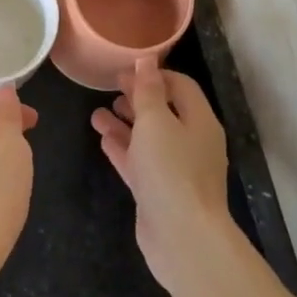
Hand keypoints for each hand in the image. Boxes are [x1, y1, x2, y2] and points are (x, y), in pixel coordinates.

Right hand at [90, 58, 233, 296]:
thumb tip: (146, 60)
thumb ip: (147, 90)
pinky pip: (140, 162)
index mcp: (199, 121)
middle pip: (164, 112)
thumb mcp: (155, 121)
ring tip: (97, 113)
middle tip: (109, 88)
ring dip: (125, 124)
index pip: (180, 86)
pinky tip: (103, 139)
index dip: (154, 74)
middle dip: (137, 99)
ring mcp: (176, 169)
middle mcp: (191, 142)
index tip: (124, 70)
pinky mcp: (159, 192)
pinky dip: (123, 148)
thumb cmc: (171, 170)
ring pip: (148, 138)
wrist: (182, 237)